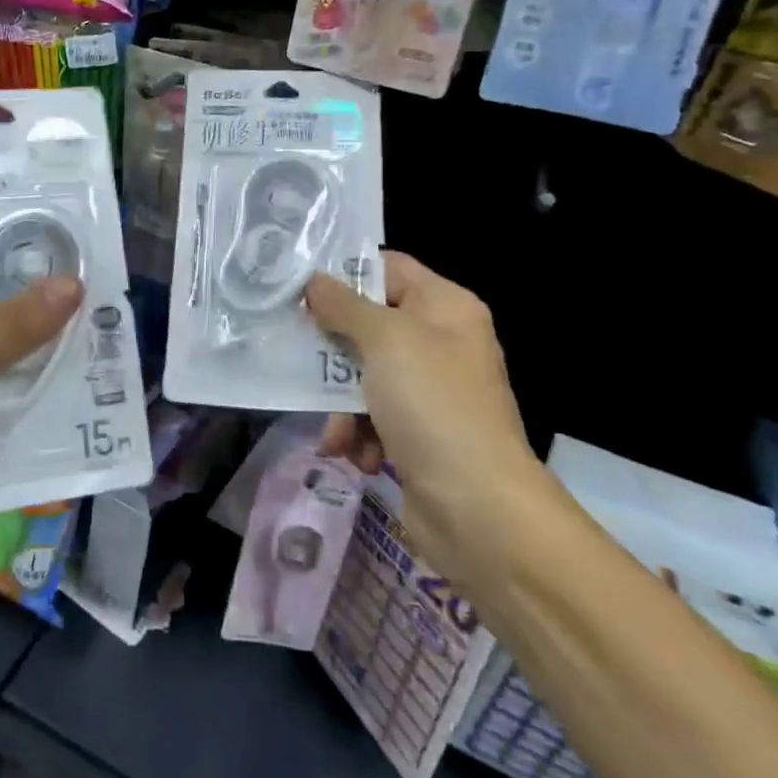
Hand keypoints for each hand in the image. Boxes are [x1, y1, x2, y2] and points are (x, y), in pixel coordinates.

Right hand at [304, 252, 540, 574]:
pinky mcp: (418, 432)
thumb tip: (313, 280)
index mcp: (445, 307)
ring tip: (336, 430)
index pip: (389, 268)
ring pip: (364, 374)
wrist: (478, 509)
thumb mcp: (385, 341)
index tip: (301, 287)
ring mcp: (430, 390)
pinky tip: (353, 454)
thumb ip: (344, 306)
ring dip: (341, 402)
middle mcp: (440, 342)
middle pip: (369, 324)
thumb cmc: (433, 405)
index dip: (346, 273)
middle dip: (334, 348)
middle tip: (298, 353)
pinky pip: (373, 415)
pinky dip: (358, 433)